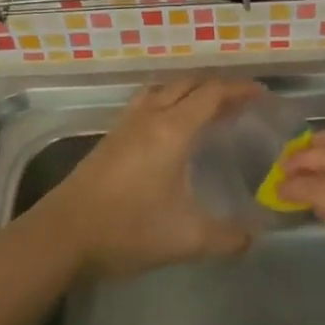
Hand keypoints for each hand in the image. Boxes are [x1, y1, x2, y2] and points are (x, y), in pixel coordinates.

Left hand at [33, 75, 263, 280]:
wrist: (62, 235)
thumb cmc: (127, 230)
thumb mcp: (187, 240)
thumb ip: (227, 238)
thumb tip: (253, 238)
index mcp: (172, 130)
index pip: (212, 94)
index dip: (240, 90)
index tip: (262, 95)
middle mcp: (149, 117)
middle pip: (187, 84)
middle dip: (218, 88)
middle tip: (240, 104)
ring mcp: (125, 125)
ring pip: (162, 90)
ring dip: (189, 91)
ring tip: (207, 110)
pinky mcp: (109, 139)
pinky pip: (145, 104)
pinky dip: (167, 103)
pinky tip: (169, 131)